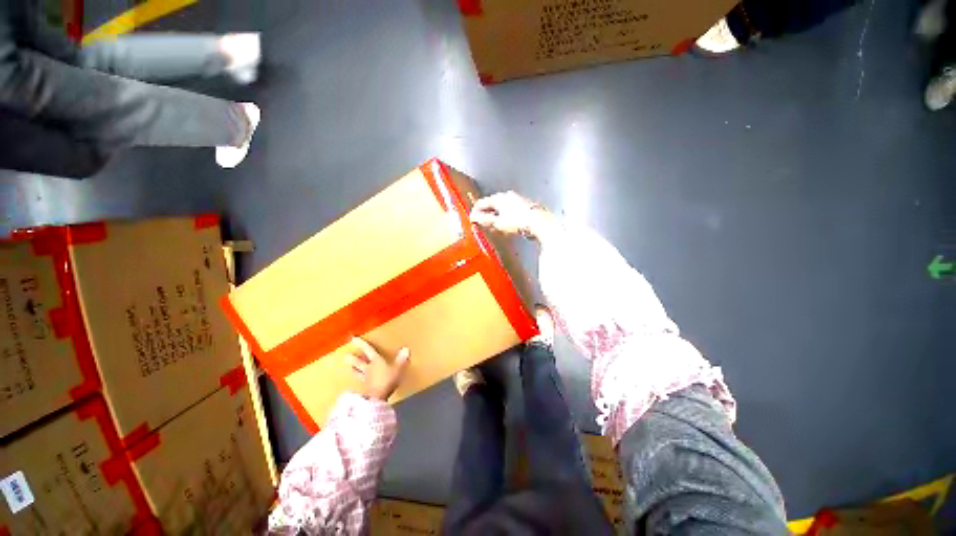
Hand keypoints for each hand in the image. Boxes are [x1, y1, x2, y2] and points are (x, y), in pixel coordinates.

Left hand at [346, 337, 410, 400]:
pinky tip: (357, 383)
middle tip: (346, 356)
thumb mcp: (398, 368)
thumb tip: (406, 348)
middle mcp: (369, 369)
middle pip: (360, 362)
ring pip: (358, 372)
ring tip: (349, 367)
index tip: (353, 339)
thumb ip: (401, 359)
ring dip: (353, 369)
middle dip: (354, 359)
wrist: (377, 398)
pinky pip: (361, 382)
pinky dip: (359, 381)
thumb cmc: (387, 380)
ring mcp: (366, 379)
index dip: (361, 344)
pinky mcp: (365, 388)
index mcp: (376, 361)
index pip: (368, 350)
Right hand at [470, 191, 554, 241]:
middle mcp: (507, 196)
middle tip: (482, 224)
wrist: (539, 222)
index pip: (481, 202)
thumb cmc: (517, 222)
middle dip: (485, 214)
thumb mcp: (498, 223)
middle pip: (491, 204)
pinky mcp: (524, 205)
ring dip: (495, 215)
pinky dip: (504, 215)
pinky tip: (506, 223)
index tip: (472, 220)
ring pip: (501, 207)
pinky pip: (509, 209)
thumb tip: (473, 217)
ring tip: (493, 226)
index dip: (475, 211)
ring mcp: (516, 199)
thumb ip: (484, 220)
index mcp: (498, 198)